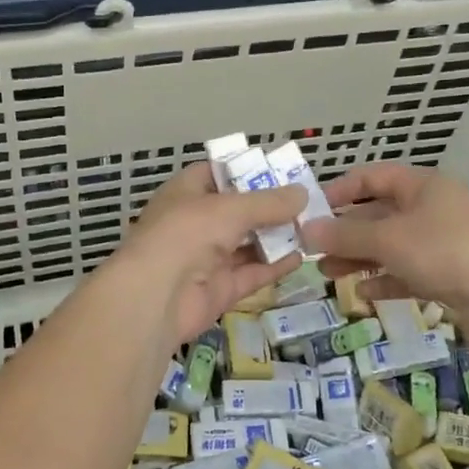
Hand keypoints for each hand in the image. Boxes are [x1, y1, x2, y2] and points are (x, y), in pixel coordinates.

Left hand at [114, 162, 304, 346]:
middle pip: (237, 210)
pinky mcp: (219, 289)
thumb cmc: (186, 234)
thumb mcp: (231, 209)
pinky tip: (301, 256)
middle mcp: (195, 223)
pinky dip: (274, 266)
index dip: (245, 171)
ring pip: (246, 243)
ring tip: (312, 226)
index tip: (280, 170)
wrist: (155, 297)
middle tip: (307, 201)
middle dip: (269, 207)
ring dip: (276, 236)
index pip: (217, 174)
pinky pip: (251, 273)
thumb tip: (303, 193)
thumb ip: (269, 203)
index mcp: (186, 193)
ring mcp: (206, 258)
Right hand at [302, 163, 468, 336]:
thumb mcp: (387, 239)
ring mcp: (439, 243)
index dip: (339, 190)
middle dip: (344, 232)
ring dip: (358, 258)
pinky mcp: (445, 275)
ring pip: (389, 246)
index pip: (371, 177)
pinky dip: (383, 281)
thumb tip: (305, 231)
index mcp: (420, 186)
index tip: (311, 210)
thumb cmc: (443, 250)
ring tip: (326, 273)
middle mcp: (429, 209)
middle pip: (377, 214)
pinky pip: (405, 273)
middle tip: (311, 249)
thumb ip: (345, 236)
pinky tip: (360, 295)